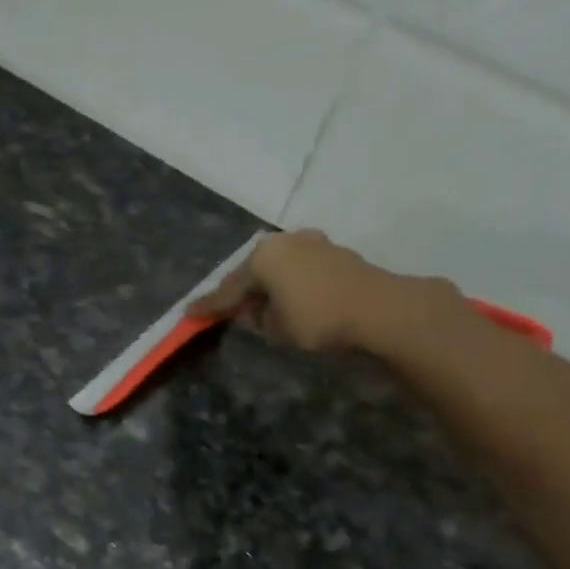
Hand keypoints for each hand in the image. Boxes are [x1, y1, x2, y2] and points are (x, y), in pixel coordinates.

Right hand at [187, 230, 460, 355]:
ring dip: (266, 285)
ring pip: (277, 268)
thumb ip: (257, 317)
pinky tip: (286, 297)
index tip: (189, 314)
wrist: (380, 309)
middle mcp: (284, 242)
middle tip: (223, 309)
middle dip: (239, 290)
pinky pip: (298, 269)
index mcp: (262, 257)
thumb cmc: (318, 318)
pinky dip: (287, 283)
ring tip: (256, 305)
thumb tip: (253, 310)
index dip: (209, 306)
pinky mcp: (334, 253)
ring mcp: (312, 243)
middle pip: (252, 271)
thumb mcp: (276, 326)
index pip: (228, 289)